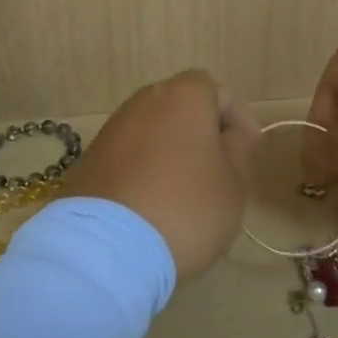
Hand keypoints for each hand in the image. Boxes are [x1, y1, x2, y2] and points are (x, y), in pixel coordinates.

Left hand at [64, 70, 259, 278]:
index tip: (248, 149)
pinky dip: (142, 170)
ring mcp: (111, 130)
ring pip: (151, 131)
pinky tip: (151, 204)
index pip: (216, 91)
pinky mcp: (88, 160)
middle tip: (219, 170)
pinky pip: (127, 156)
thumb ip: (238, 150)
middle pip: (179, 107)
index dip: (236, 117)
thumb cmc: (186, 208)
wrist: (106, 247)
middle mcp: (143, 102)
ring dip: (169, 151)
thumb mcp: (233, 184)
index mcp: (182, 97)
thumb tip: (232, 134)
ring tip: (184, 191)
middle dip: (200, 132)